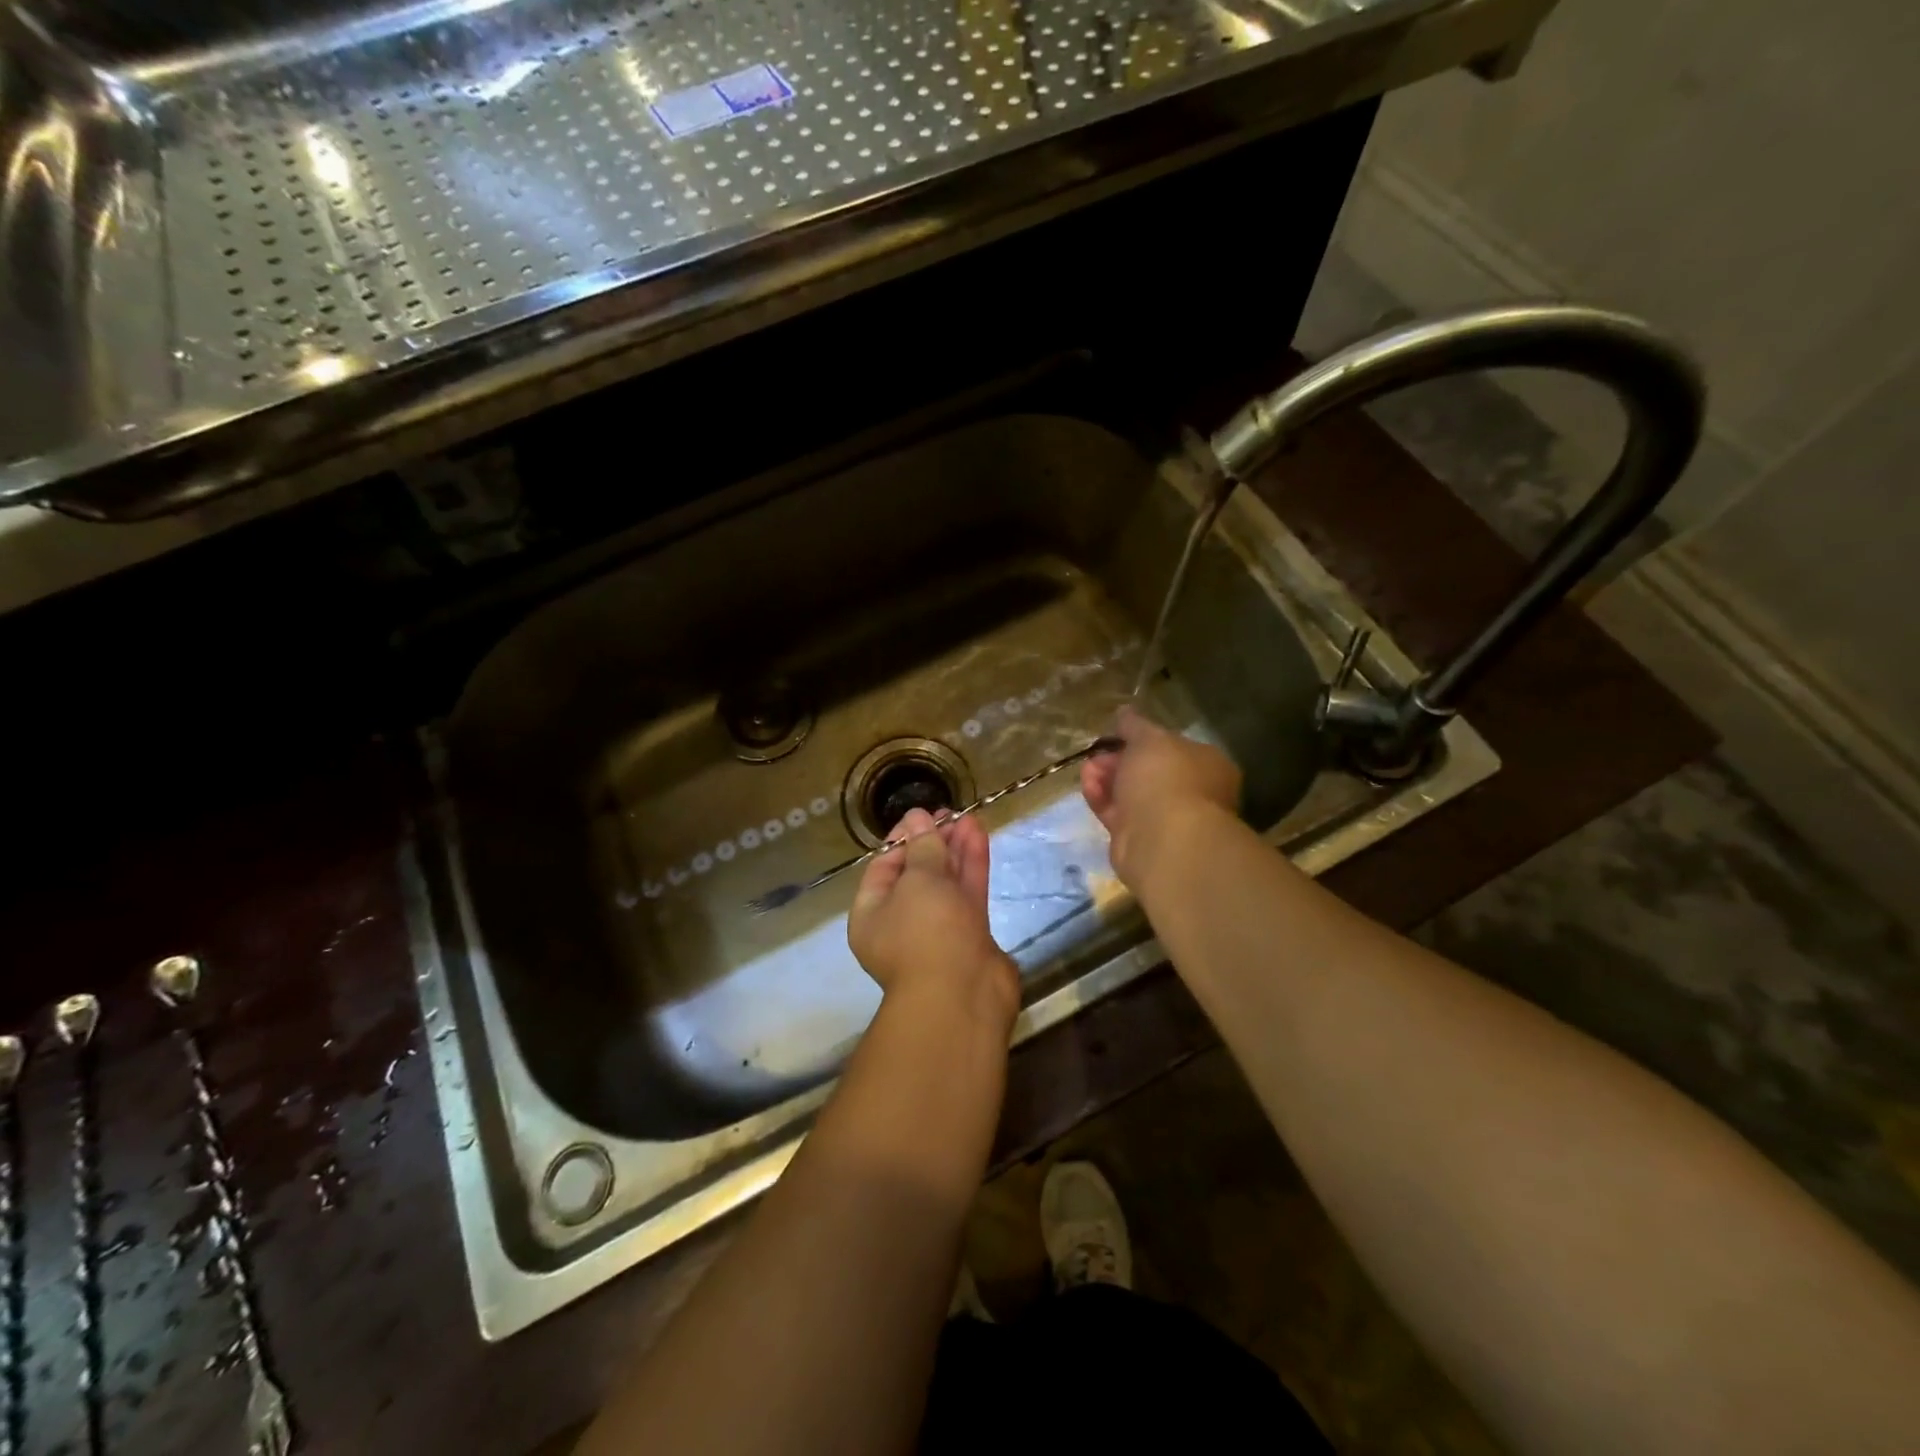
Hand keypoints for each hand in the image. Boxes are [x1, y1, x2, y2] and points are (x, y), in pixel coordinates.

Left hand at [848, 809, 1018, 1026]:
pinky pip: (967, 894)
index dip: (903, 839)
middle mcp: (901, 923)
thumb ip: (922, 847)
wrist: (962, 995)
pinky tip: (979, 834)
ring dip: (956, 849)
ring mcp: (938, 931)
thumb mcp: (918, 881)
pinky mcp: (969, 935)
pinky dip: (972, 865)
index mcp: (872, 915)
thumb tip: (918, 818)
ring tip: (969, 816)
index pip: (883, 868)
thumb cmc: (925, 933)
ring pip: (946, 882)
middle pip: (917, 874)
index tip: (923, 815)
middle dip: (933, 842)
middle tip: (951, 813)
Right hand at [1081, 705, 1241, 889]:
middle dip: (1119, 759)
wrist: (1163, 840)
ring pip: (1131, 793)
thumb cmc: (1166, 779)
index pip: (1173, 747)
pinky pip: (1119, 814)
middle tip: (1098, 753)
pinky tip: (1087, 786)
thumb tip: (1125, 712)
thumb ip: (1134, 725)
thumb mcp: (1148, 739)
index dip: (1144, 739)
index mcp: (1207, 765)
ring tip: (1086, 769)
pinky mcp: (1140, 840)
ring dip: (1107, 778)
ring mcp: (1166, 820)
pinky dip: (1102, 799)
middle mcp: (1191, 793)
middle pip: (1149, 771)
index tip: (1118, 734)